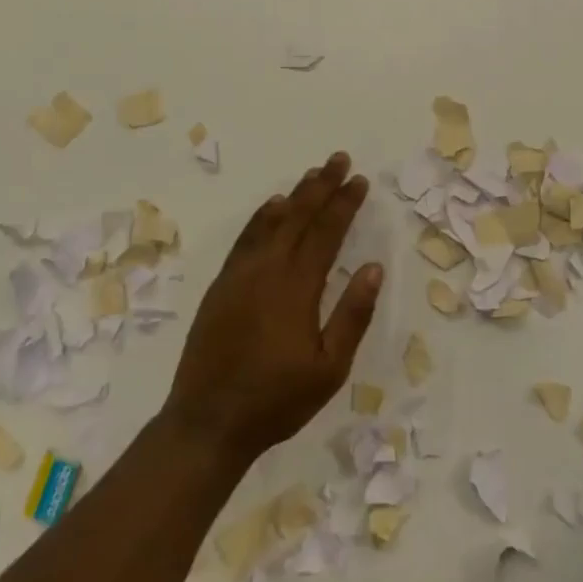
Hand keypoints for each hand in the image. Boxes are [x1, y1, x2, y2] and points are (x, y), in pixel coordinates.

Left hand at [162, 152, 382, 461]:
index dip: (345, 203)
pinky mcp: (221, 285)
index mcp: (297, 287)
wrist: (208, 421)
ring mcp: (240, 275)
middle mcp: (267, 270)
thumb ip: (353, 314)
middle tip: (339, 160)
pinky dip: (261, 217)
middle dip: (321, 185)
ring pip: (271, 221)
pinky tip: (272, 207)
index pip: (327, 232)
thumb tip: (374, 267)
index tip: (360, 181)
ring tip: (312, 175)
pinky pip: (245, 238)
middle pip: (299, 216)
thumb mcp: (330, 367)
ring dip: (294, 196)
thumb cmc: (277, 400)